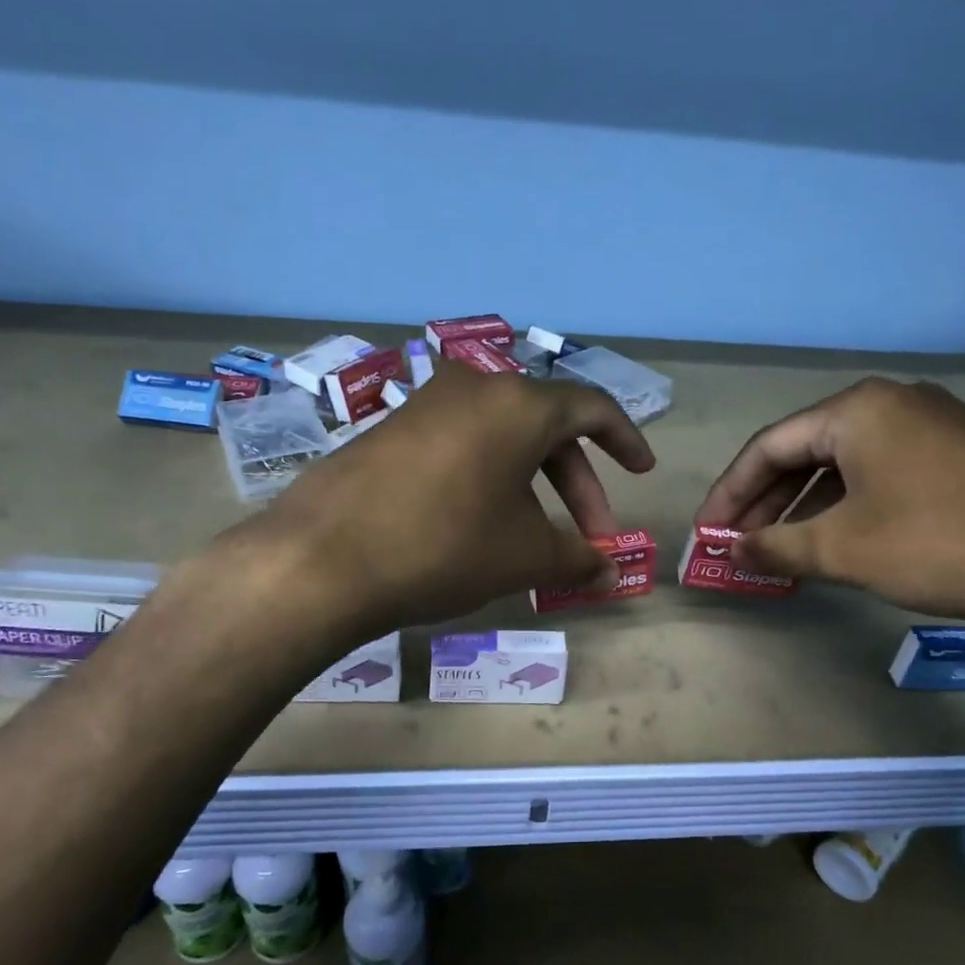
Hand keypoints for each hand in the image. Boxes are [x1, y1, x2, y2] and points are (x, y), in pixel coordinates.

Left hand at [241, 362, 654, 635]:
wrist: (322, 559)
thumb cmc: (445, 546)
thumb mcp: (524, 555)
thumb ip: (578, 560)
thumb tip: (612, 576)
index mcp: (518, 404)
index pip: (591, 408)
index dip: (625, 439)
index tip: (642, 471)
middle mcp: (474, 388)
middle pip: (546, 427)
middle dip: (577, 484)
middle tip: (589, 538)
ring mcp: (426, 405)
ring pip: (502, 438)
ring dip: (532, 484)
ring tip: (535, 538)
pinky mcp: (390, 430)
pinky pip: (460, 445)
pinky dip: (488, 478)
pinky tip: (481, 523)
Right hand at [694, 378, 964, 629]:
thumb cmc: (942, 542)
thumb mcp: (844, 550)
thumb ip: (777, 546)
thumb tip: (735, 552)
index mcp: (856, 410)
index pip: (768, 447)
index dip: (730, 493)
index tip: (709, 533)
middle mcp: (891, 404)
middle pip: (805, 451)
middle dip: (767, 501)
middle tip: (742, 545)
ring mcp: (931, 425)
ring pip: (844, 465)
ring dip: (806, 508)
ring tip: (783, 550)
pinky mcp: (960, 453)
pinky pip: (880, 473)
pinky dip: (848, 507)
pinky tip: (840, 541)